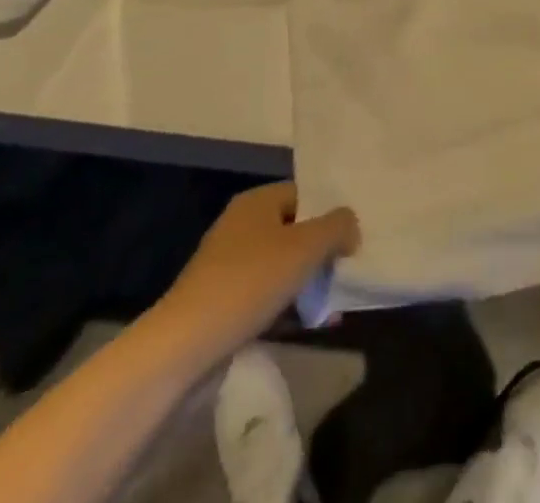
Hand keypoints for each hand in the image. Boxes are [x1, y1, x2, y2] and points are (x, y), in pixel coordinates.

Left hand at [161, 182, 359, 360]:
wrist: (186, 345)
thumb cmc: (250, 282)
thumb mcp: (305, 247)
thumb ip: (336, 227)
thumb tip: (350, 223)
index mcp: (257, 201)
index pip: (304, 194)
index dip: (330, 214)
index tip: (353, 239)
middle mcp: (242, 225)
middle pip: (294, 231)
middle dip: (322, 253)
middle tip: (347, 273)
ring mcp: (229, 265)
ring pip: (282, 266)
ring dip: (309, 283)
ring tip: (335, 307)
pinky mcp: (223, 302)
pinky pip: (267, 295)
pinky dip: (289, 306)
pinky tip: (311, 325)